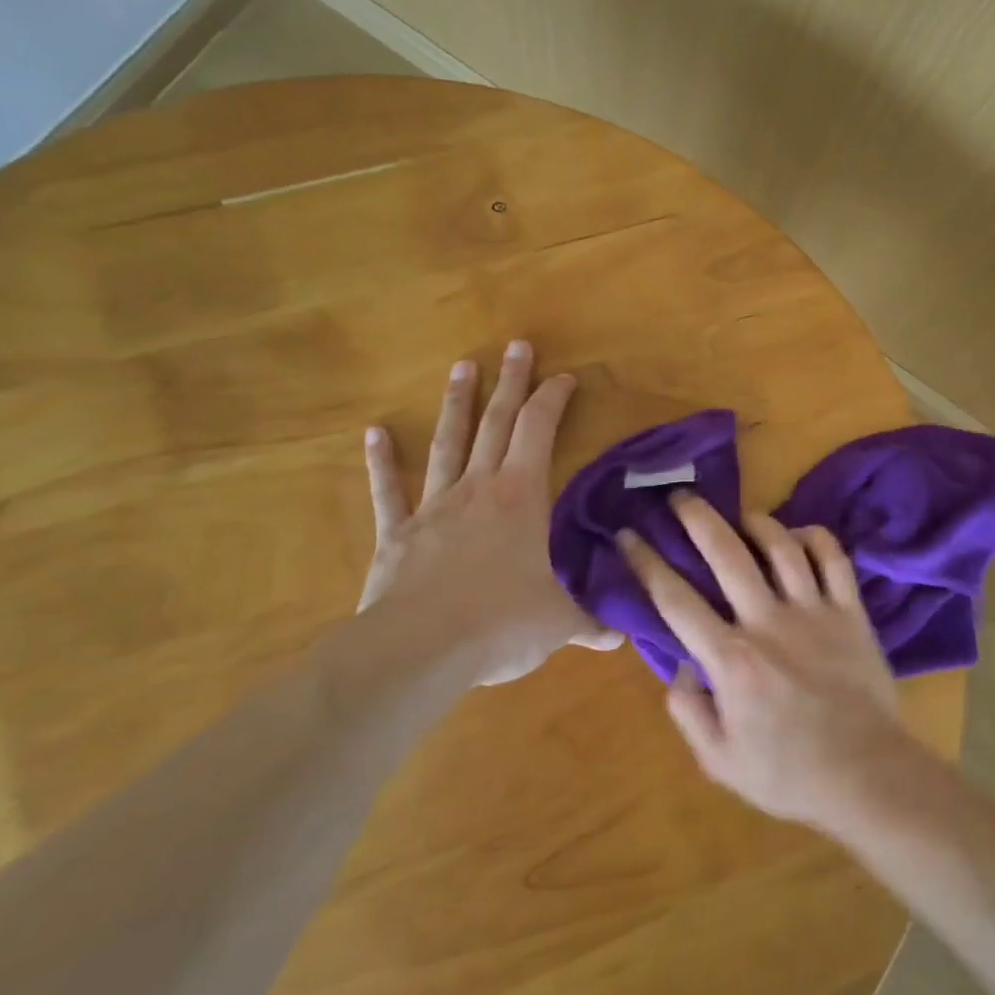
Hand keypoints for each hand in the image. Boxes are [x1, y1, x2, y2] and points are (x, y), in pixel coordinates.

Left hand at [358, 340, 620, 684]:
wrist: (420, 648)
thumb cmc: (502, 622)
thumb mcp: (558, 622)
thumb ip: (589, 621)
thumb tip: (620, 635)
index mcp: (521, 497)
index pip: (540, 431)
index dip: (553, 399)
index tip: (565, 376)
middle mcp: (478, 490)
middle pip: (496, 423)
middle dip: (510, 382)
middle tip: (516, 345)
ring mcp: (433, 508)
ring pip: (447, 444)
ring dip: (457, 404)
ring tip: (461, 366)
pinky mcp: (397, 535)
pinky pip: (388, 492)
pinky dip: (381, 463)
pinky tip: (375, 433)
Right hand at [617, 493, 917, 826]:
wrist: (867, 775)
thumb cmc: (788, 773)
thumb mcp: (719, 761)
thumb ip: (688, 710)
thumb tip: (680, 666)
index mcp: (731, 659)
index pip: (675, 599)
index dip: (646, 563)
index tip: (628, 536)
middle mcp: (768, 622)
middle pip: (726, 554)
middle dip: (697, 518)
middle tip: (680, 497)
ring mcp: (813, 611)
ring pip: (781, 546)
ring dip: (756, 522)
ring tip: (740, 515)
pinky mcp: (850, 612)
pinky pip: (834, 559)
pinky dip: (815, 538)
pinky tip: (799, 535)